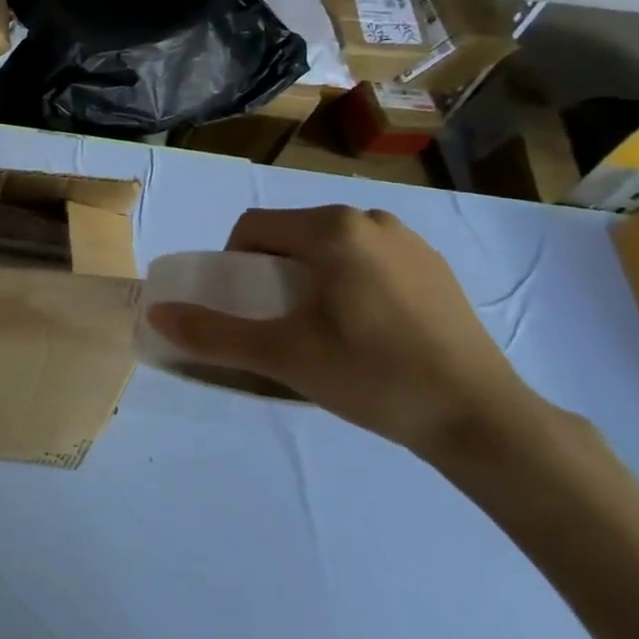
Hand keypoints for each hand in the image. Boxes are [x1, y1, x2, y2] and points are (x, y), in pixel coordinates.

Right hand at [148, 205, 542, 459]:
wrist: (482, 418)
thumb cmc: (372, 375)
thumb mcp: (282, 356)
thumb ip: (213, 334)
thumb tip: (157, 315)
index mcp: (332, 229)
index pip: (253, 227)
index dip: (234, 263)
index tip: (245, 307)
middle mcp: (370, 220)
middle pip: (293, 234)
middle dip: (273, 269)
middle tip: (279, 321)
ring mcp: (410, 242)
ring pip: (331, 246)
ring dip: (311, 275)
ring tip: (323, 327)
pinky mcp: (436, 267)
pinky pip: (369, 259)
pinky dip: (350, 281)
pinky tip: (368, 329)